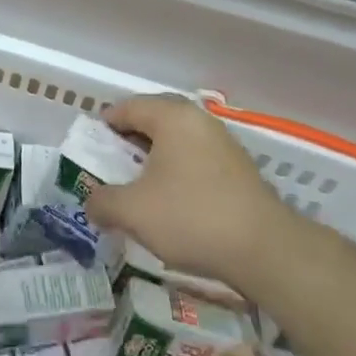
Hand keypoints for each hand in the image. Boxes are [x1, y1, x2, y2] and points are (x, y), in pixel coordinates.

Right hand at [86, 95, 292, 291]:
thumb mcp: (133, 212)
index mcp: (171, 116)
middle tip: (114, 166)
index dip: (104, 126)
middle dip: (130, 141)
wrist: (264, 249)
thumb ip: (103, 202)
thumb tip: (91, 202)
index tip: (91, 150)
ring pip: (178, 140)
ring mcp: (223, 141)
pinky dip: (179, 170)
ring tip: (140, 186)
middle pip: (154, 119)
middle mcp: (198, 119)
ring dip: (156, 157)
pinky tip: (173, 200)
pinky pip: (197, 157)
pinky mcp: (239, 167)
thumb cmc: (191, 217)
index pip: (127, 107)